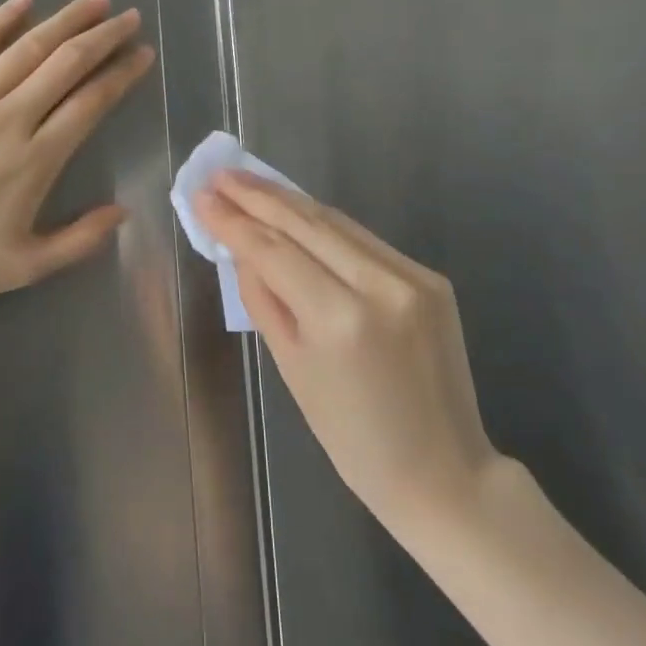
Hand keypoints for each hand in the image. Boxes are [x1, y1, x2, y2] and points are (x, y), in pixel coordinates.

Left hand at [0, 0, 153, 319]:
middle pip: (66, 64)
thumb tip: (123, 210)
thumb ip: (81, 239)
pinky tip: (25, 0)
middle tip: (128, 16)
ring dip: (65, 21)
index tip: (142, 54)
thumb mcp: (25, 266)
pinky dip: (0, 21)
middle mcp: (8, 119)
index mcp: (36, 160)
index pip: (91, 102)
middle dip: (104, 36)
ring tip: (94, 1)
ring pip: (26, 48)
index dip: (122, 74)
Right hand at [195, 171, 498, 538]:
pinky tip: (297, 213)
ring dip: (289, 201)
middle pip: (307, 224)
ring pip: (338, 224)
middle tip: (221, 174)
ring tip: (250, 183)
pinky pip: (365, 242)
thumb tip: (242, 251)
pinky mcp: (431, 278)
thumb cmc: (353, 438)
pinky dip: (326, 226)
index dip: (234, 221)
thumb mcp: (293, 370)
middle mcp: (381, 285)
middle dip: (258, 196)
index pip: (274, 252)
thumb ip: (265, 301)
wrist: (443, 470)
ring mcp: (412, 277)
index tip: (203, 196)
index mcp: (340, 320)